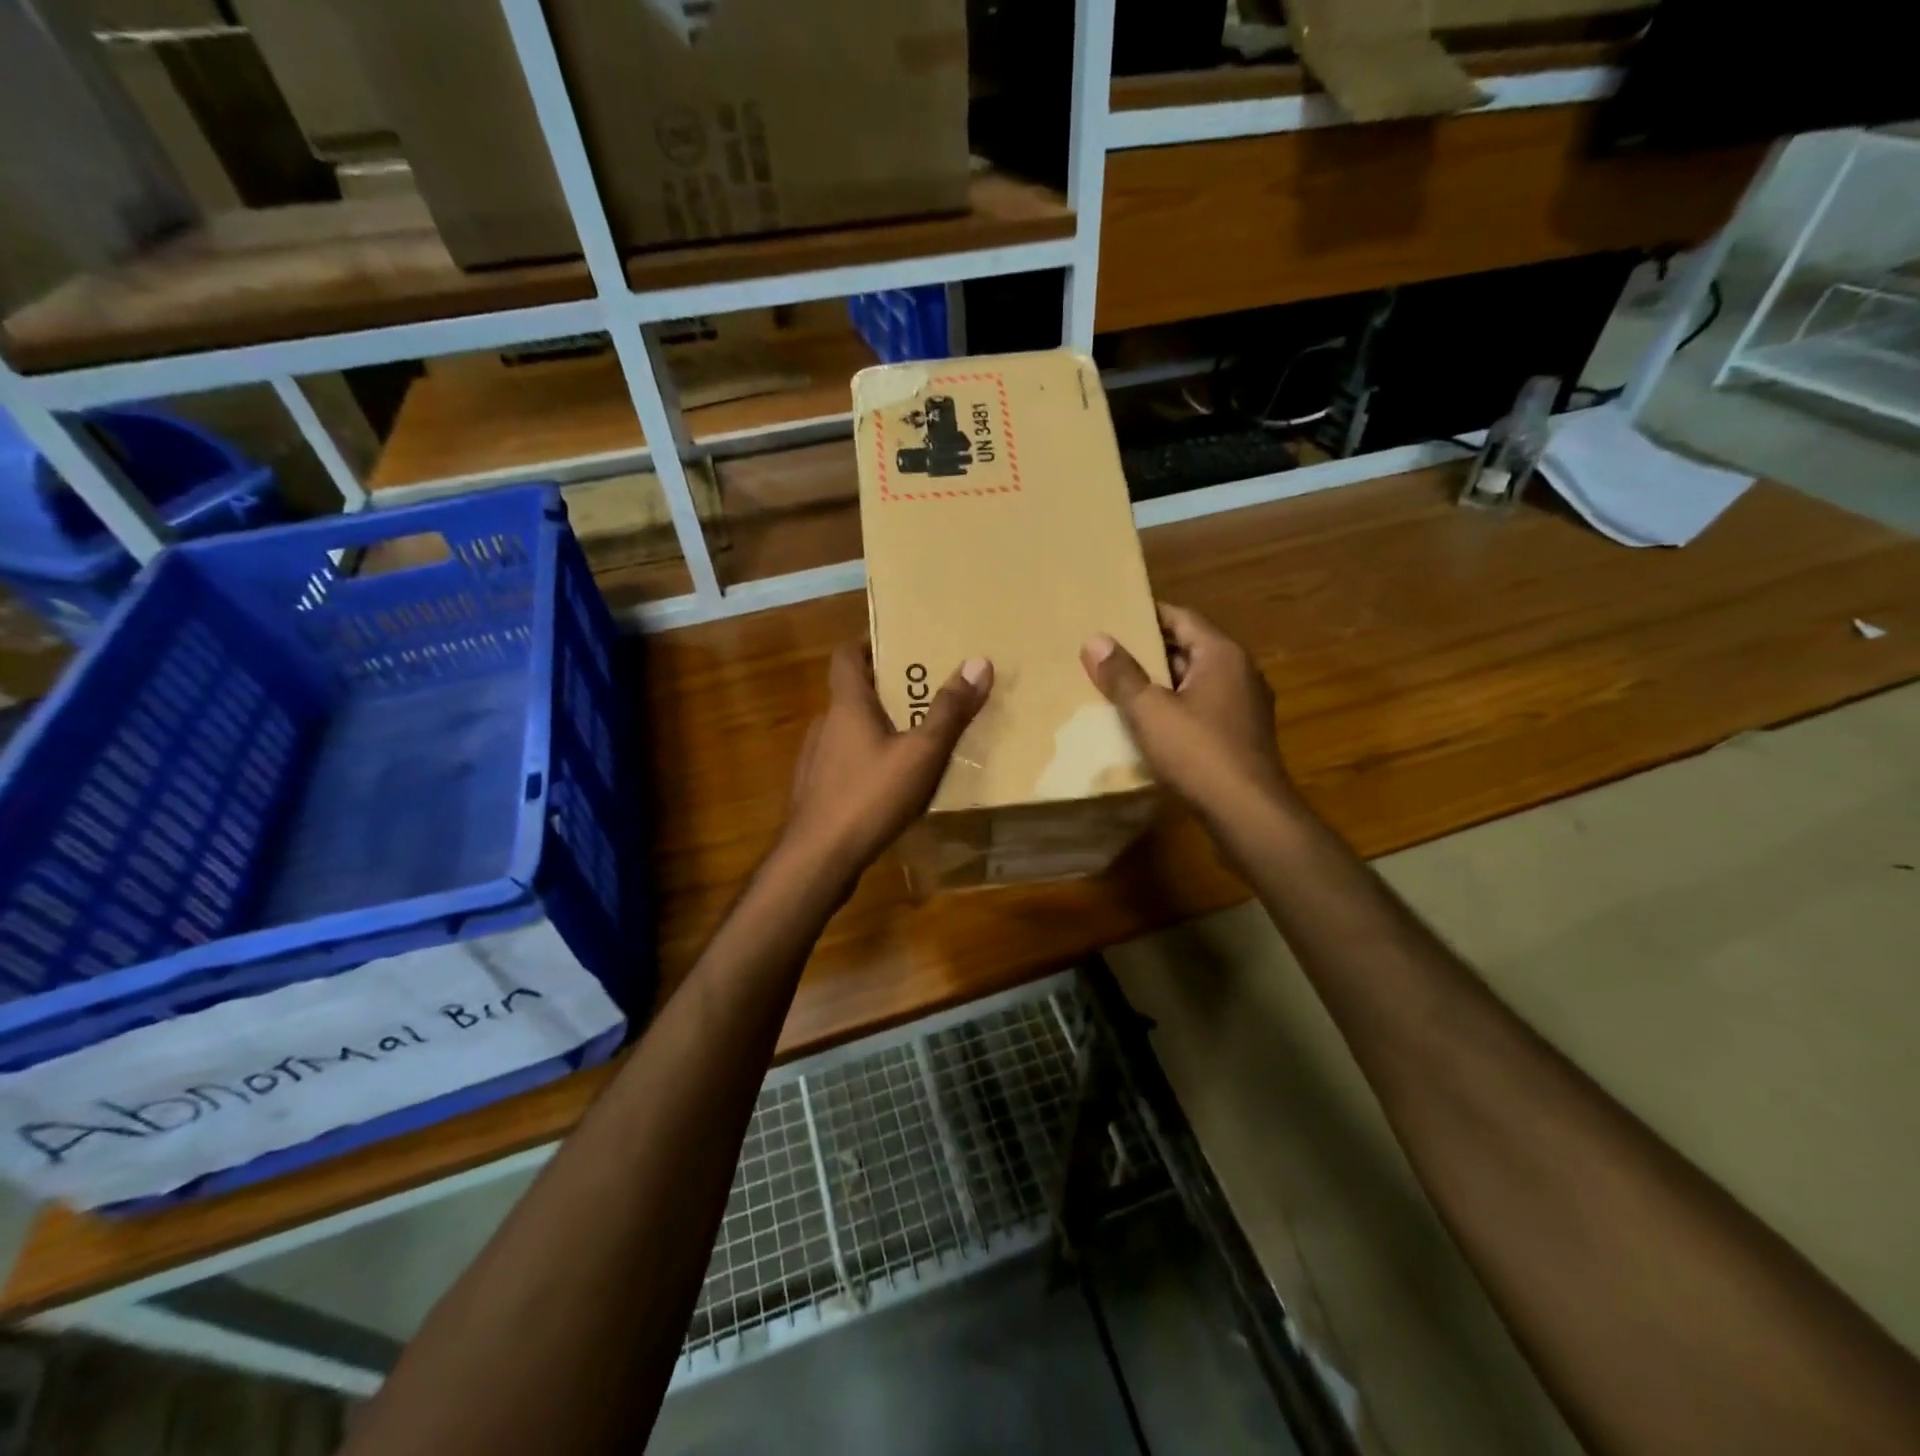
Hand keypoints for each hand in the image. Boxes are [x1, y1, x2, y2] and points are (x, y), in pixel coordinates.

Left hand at [784, 642, 992, 882]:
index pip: (846, 655)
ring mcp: (816, 760)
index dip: (867, 643)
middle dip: (885, 689)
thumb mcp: (921, 753)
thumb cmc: (870, 796)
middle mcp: (825, 725)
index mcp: (846, 706)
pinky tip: (889, 785)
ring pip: (849, 731)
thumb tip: (978, 662)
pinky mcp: (816, 792)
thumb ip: (950, 710)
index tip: (897, 643)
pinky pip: (845, 763)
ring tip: (913, 740)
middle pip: (852, 693)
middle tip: (923, 693)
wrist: (818, 859)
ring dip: (876, 728)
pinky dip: (866, 761)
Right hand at [1081, 603, 1295, 844]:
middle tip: (1111, 652)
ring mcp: (1247, 704)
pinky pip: (1205, 706)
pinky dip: (1179, 705)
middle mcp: (1241, 671)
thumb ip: (1122, 675)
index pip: (1182, 618)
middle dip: (1151, 649)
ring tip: (1123, 685)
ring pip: (1198, 679)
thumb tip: (1095, 639)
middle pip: (1190, 648)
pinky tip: (1153, 722)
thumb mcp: (1149, 711)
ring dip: (1164, 680)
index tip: (1116, 616)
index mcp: (1222, 654)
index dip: (1148, 614)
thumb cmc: (1198, 753)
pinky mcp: (1244, 734)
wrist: (1248, 812)